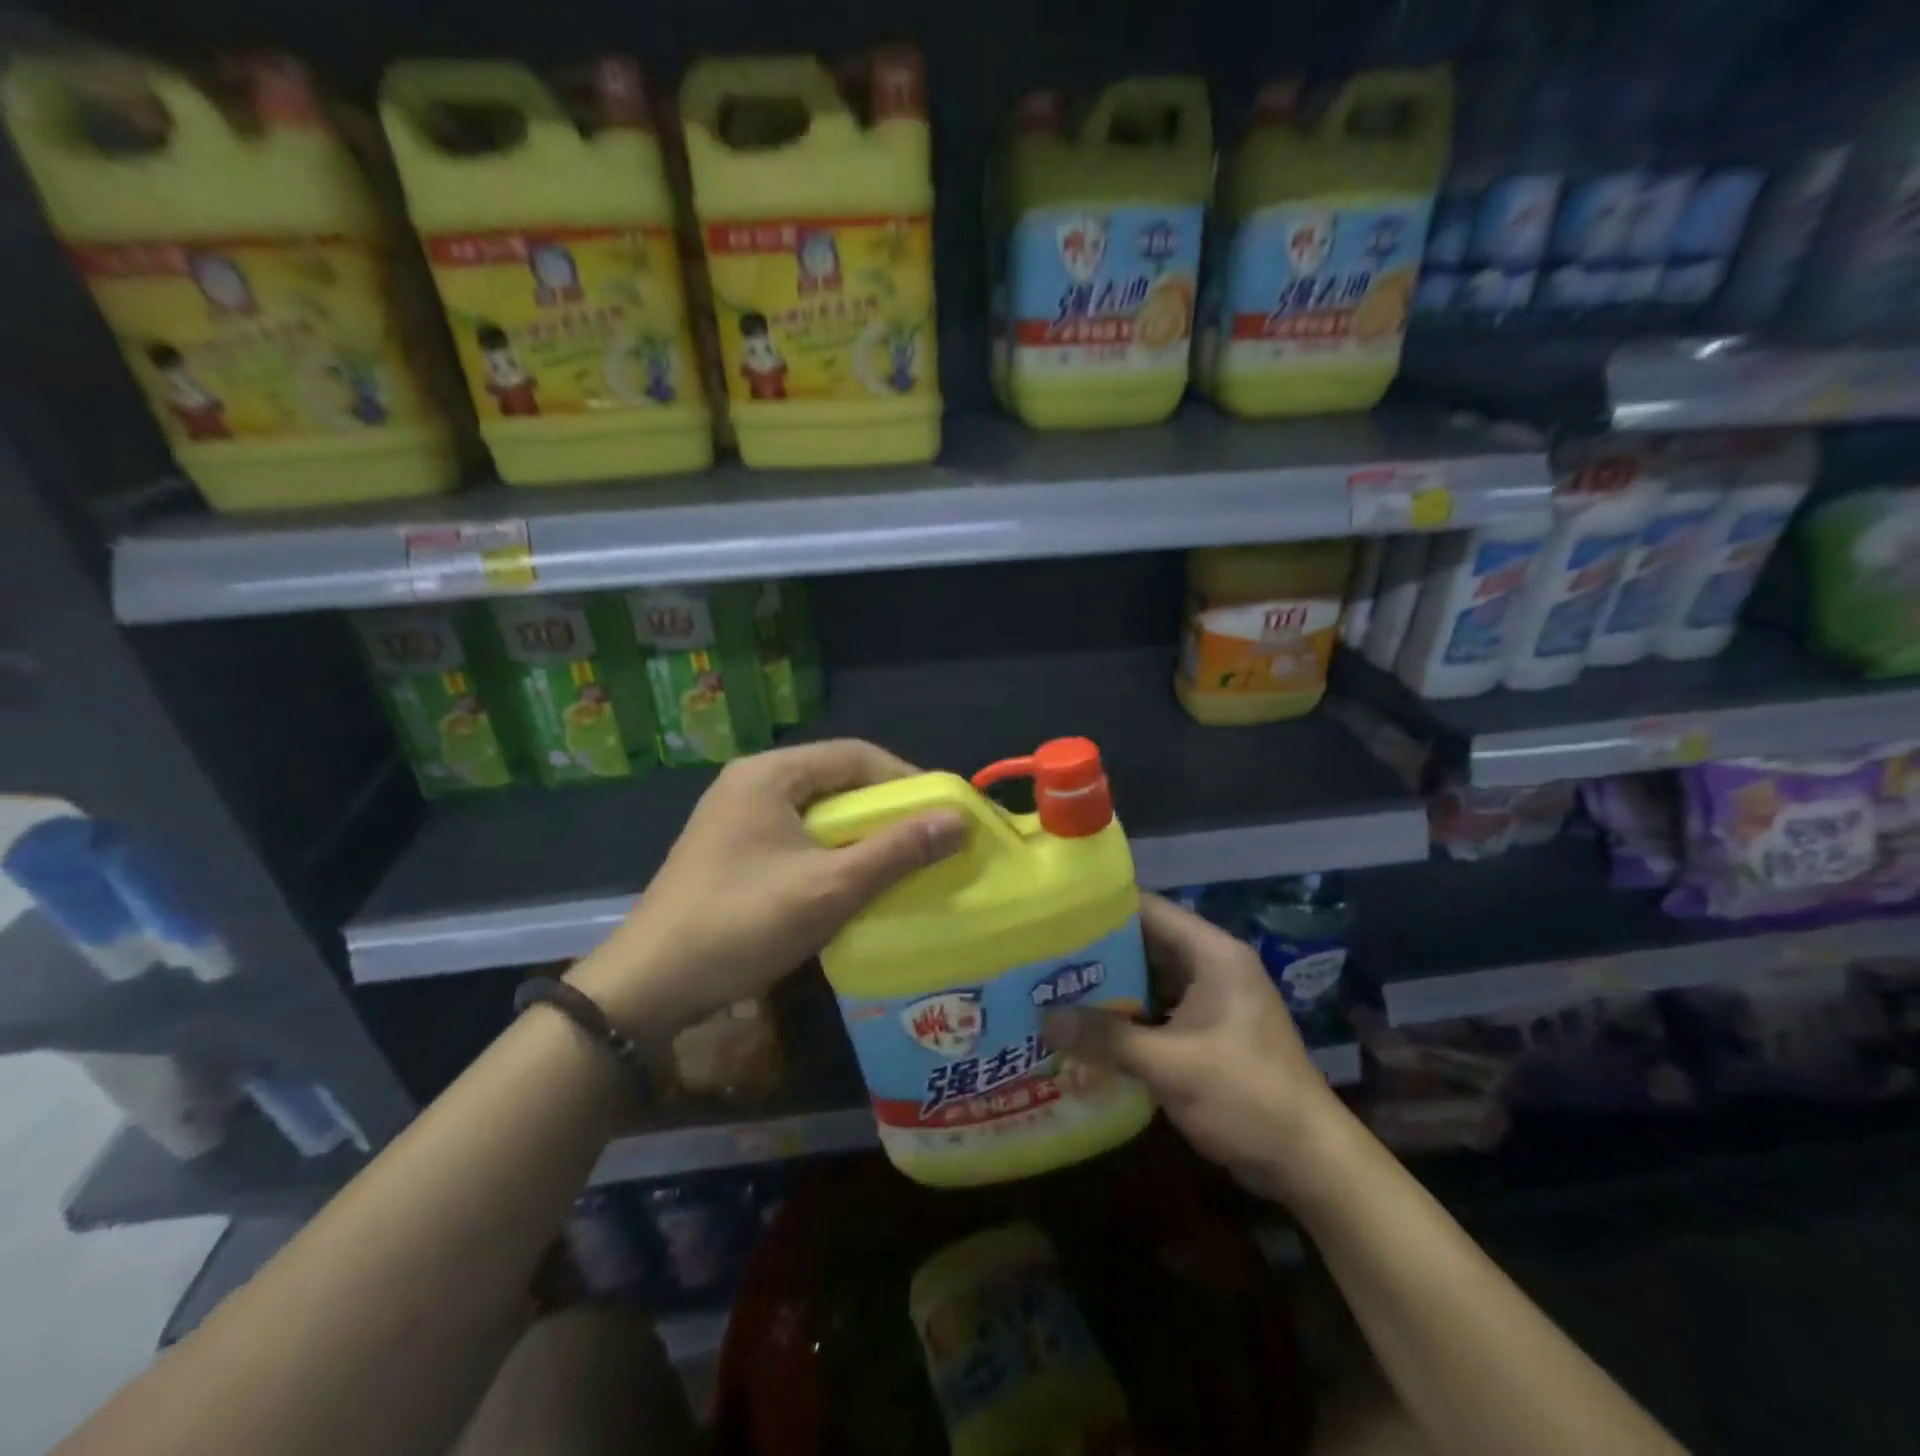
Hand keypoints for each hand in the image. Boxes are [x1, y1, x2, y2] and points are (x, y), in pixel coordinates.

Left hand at [569, 740, 965, 1032]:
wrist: (647, 987)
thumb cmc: (741, 925)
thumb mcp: (828, 888)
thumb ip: (896, 851)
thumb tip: (959, 820)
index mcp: (770, 774)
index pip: (856, 755)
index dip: (907, 779)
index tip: (945, 813)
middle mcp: (752, 783)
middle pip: (837, 780)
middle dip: (886, 809)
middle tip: (928, 841)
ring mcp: (737, 817)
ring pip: (819, 812)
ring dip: (861, 833)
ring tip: (900, 862)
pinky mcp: (733, 850)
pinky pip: (798, 836)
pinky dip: (833, 852)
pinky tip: (852, 881)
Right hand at [1045, 893, 1349, 1203]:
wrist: (1310, 1162)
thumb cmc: (1247, 1097)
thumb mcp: (1171, 1065)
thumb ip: (1107, 1038)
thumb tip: (1044, 1021)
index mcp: (1211, 953)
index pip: (1147, 909)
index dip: (1101, 909)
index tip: (1054, 916)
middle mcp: (1210, 966)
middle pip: (1143, 943)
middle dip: (1096, 953)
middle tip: (1043, 958)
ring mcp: (1209, 1000)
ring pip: (1147, 979)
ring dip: (1108, 988)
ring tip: (1052, 990)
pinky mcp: (1206, 1032)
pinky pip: (1156, 1011)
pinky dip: (1125, 1017)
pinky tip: (1086, 1029)